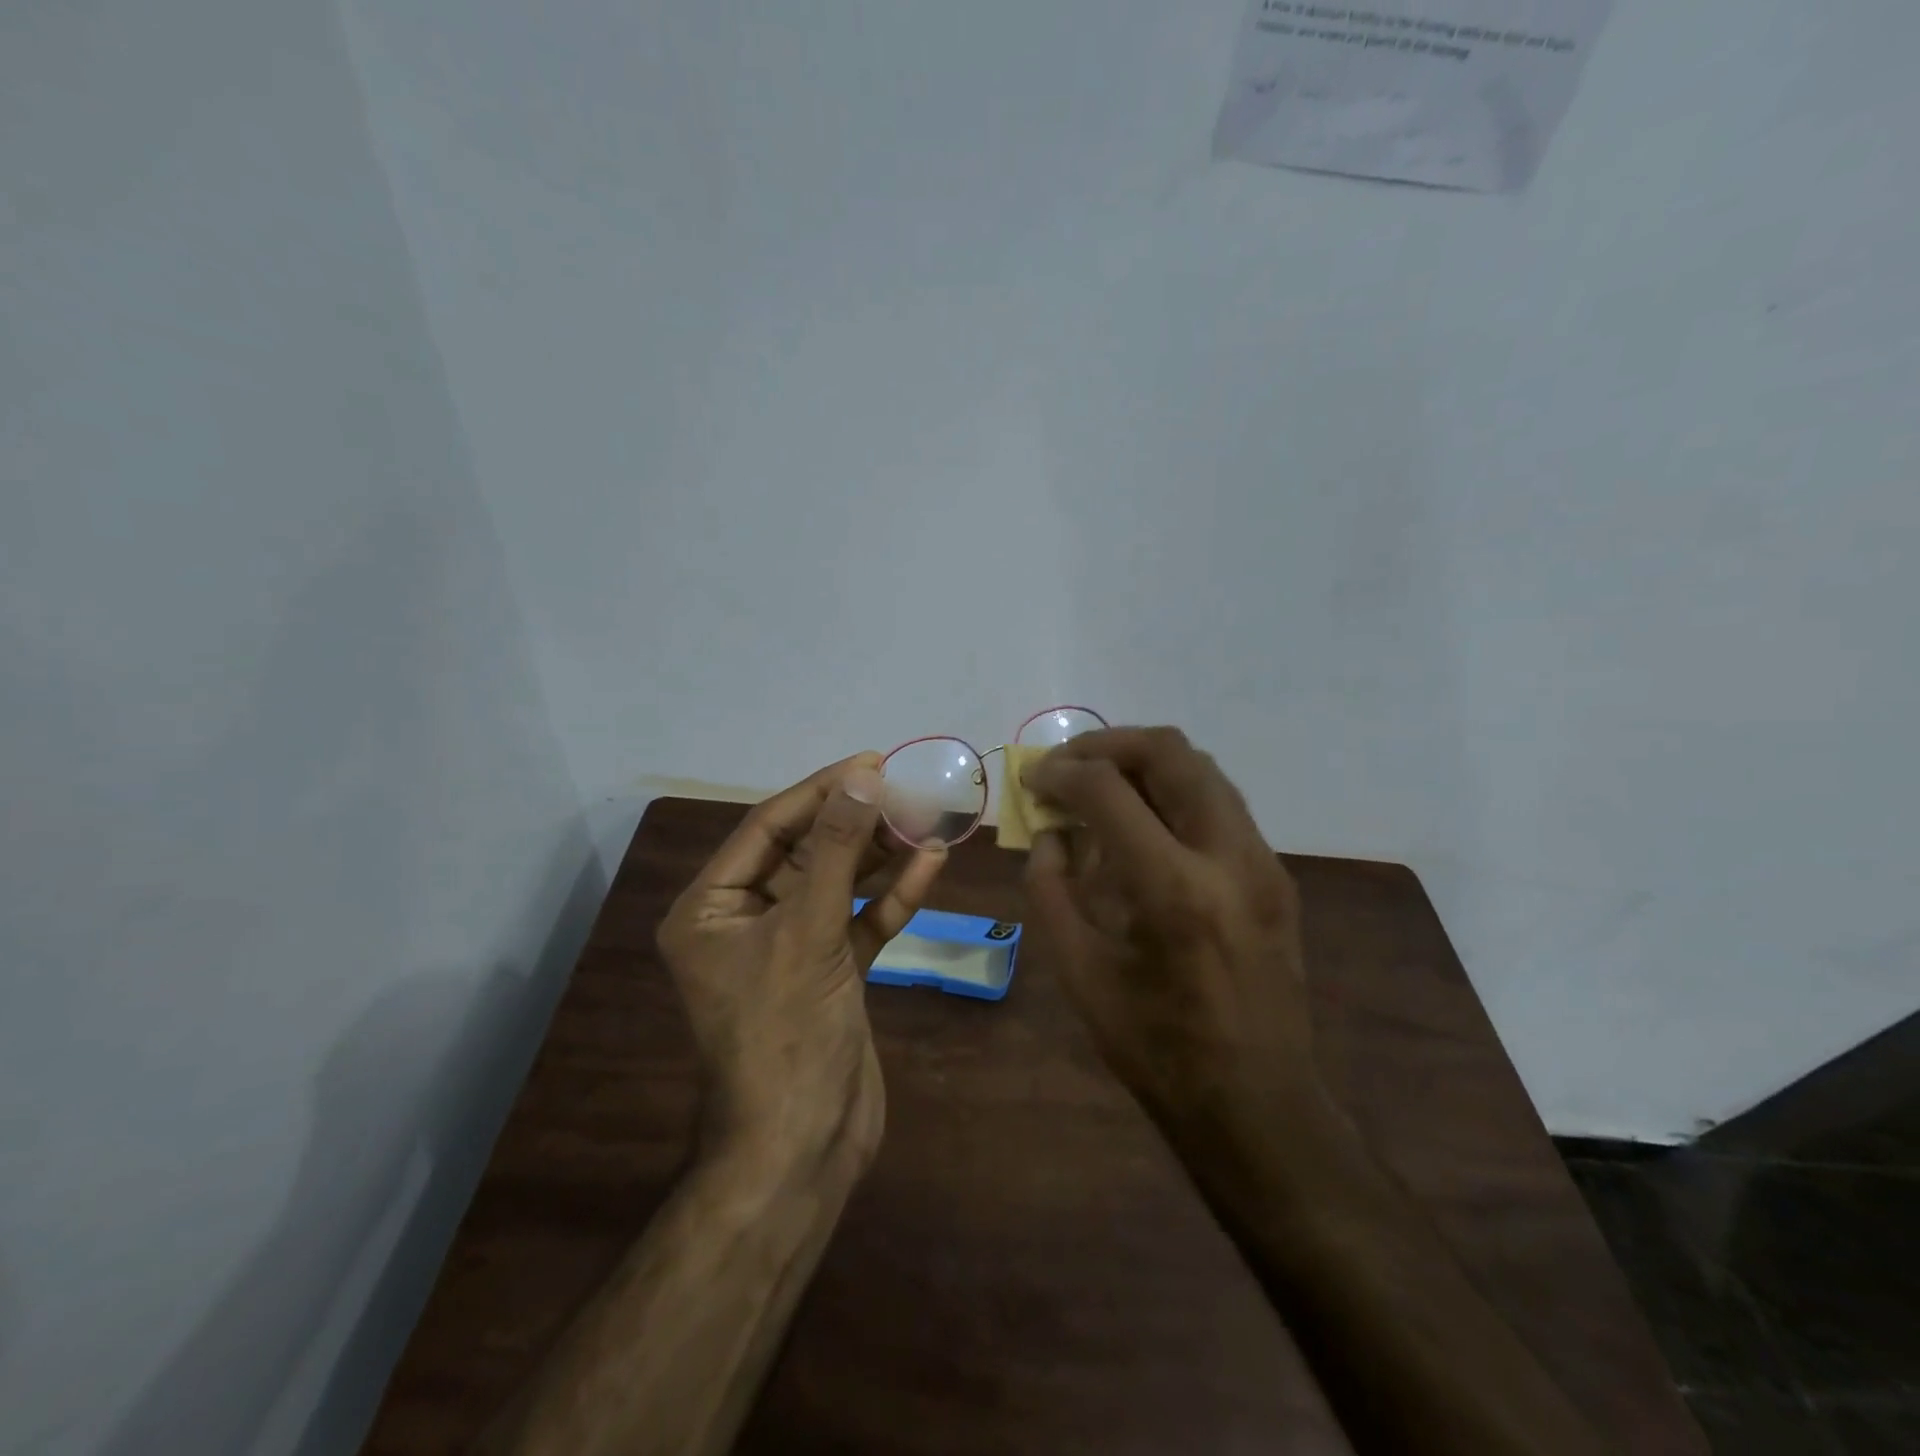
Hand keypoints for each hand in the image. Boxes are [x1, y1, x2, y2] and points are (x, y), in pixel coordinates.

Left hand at [657, 753, 947, 1178]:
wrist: (804, 1149)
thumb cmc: (786, 1034)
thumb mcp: (807, 931)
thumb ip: (836, 851)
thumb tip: (862, 778)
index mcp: (710, 908)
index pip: (768, 828)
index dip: (821, 791)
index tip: (872, 762)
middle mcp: (744, 920)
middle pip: (806, 852)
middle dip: (855, 821)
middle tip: (906, 787)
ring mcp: (790, 947)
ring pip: (838, 884)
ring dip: (880, 854)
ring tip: (924, 816)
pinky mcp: (829, 972)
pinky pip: (860, 922)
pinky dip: (892, 897)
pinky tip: (929, 865)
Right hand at [1021, 728, 1312, 1127]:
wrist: (1257, 1103)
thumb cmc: (1155, 1048)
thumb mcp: (1079, 971)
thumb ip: (1051, 889)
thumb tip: (1050, 834)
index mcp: (1172, 889)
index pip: (1107, 790)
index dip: (1060, 772)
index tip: (1032, 777)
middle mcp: (1228, 856)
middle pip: (1170, 752)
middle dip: (1107, 744)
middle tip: (1067, 765)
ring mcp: (1262, 861)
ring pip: (1202, 768)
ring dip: (1143, 763)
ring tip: (1101, 786)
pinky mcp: (1276, 874)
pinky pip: (1219, 803)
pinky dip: (1172, 792)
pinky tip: (1142, 826)